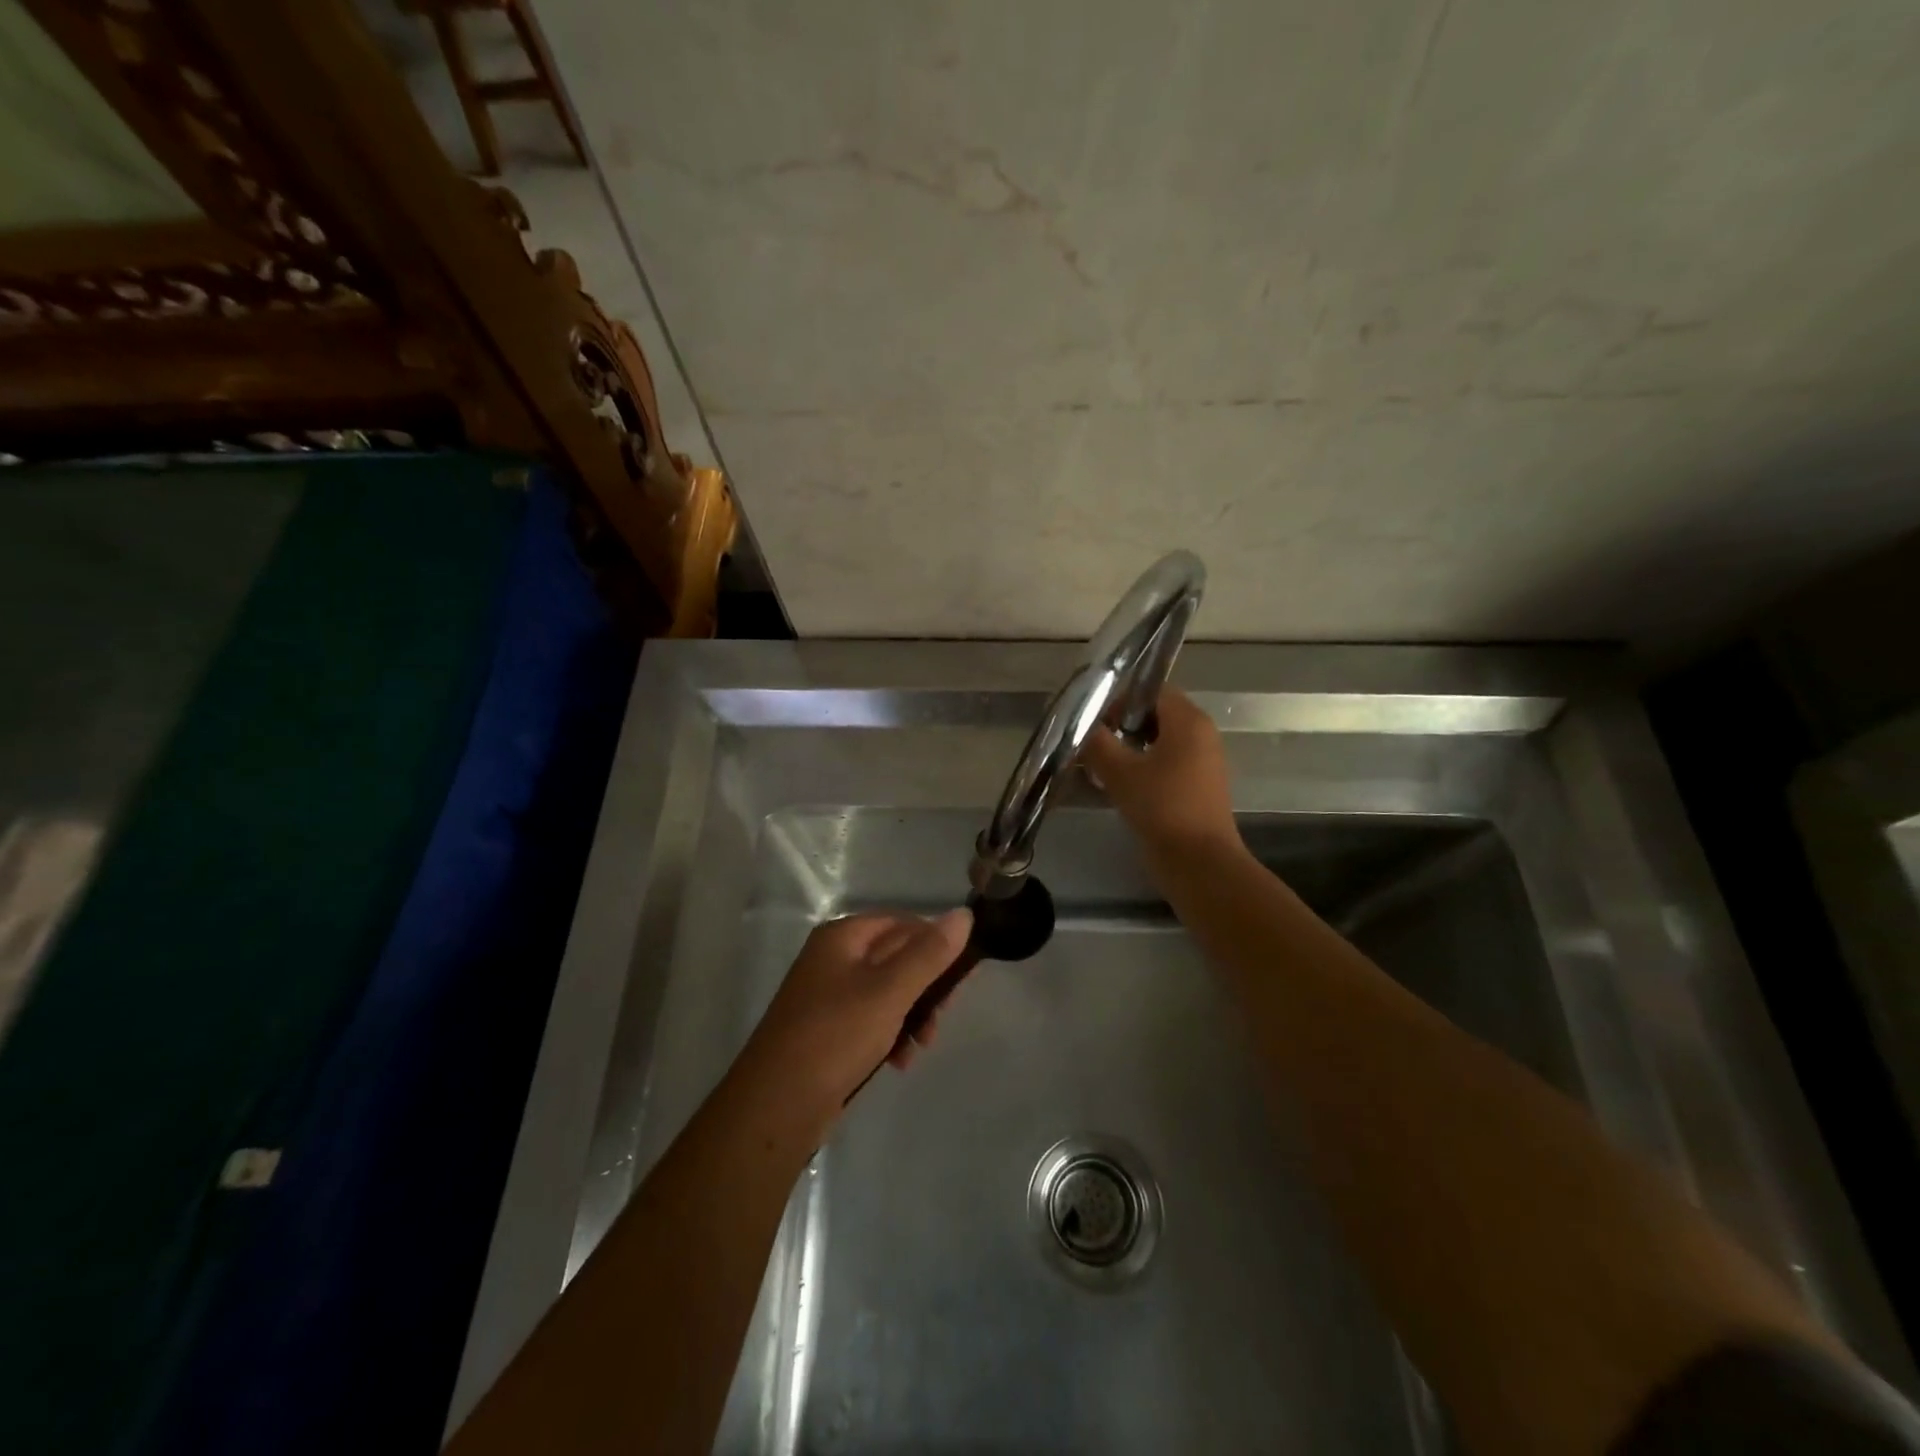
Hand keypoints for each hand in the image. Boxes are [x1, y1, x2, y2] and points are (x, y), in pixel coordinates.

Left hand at [736, 909, 972, 1130]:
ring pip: (887, 991)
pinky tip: (899, 1060)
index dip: (934, 944)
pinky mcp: (828, 1029)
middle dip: (925, 986)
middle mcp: (833, 957)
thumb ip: (929, 954)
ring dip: (912, 1014)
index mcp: (842, 936)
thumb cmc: (836, 1035)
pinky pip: (871, 1018)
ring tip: (922, 1044)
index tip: (958, 979)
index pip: (902, 922)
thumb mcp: (890, 991)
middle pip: (896, 957)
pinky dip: (890, 1034)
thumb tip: (963, 914)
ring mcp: (828, 994)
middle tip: (942, 1015)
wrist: (777, 1105)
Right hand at [1081, 688, 1237, 853]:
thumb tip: (1079, 726)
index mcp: (1189, 721)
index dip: (1120, 700)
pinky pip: (1165, 765)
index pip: (1152, 690)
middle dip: (1120, 726)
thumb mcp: (1120, 772)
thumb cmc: (1162, 807)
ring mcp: (1202, 763)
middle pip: (1154, 715)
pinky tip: (1116, 787)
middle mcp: (1201, 735)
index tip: (1093, 720)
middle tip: (1091, 744)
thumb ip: (1097, 743)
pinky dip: (1142, 769)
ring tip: (1098, 767)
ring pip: (1158, 742)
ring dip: (1128, 750)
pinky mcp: (1197, 787)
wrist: (1199, 863)